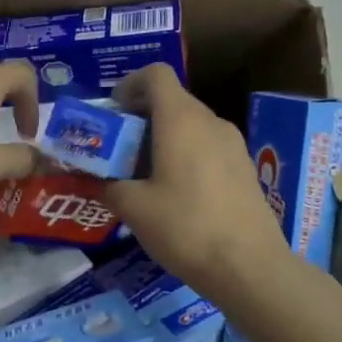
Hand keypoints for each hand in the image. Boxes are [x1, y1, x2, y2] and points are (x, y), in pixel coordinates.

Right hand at [101, 64, 288, 290]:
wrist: (250, 267)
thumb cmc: (185, 227)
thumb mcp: (133, 208)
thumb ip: (106, 185)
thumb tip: (91, 180)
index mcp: (180, 119)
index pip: (156, 75)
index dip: (129, 85)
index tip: (112, 113)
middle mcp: (210, 121)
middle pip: (171, 100)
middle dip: (139, 118)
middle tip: (116, 150)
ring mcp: (233, 144)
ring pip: (190, 125)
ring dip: (162, 138)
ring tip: (142, 175)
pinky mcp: (244, 168)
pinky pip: (207, 146)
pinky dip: (184, 154)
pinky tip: (173, 193)